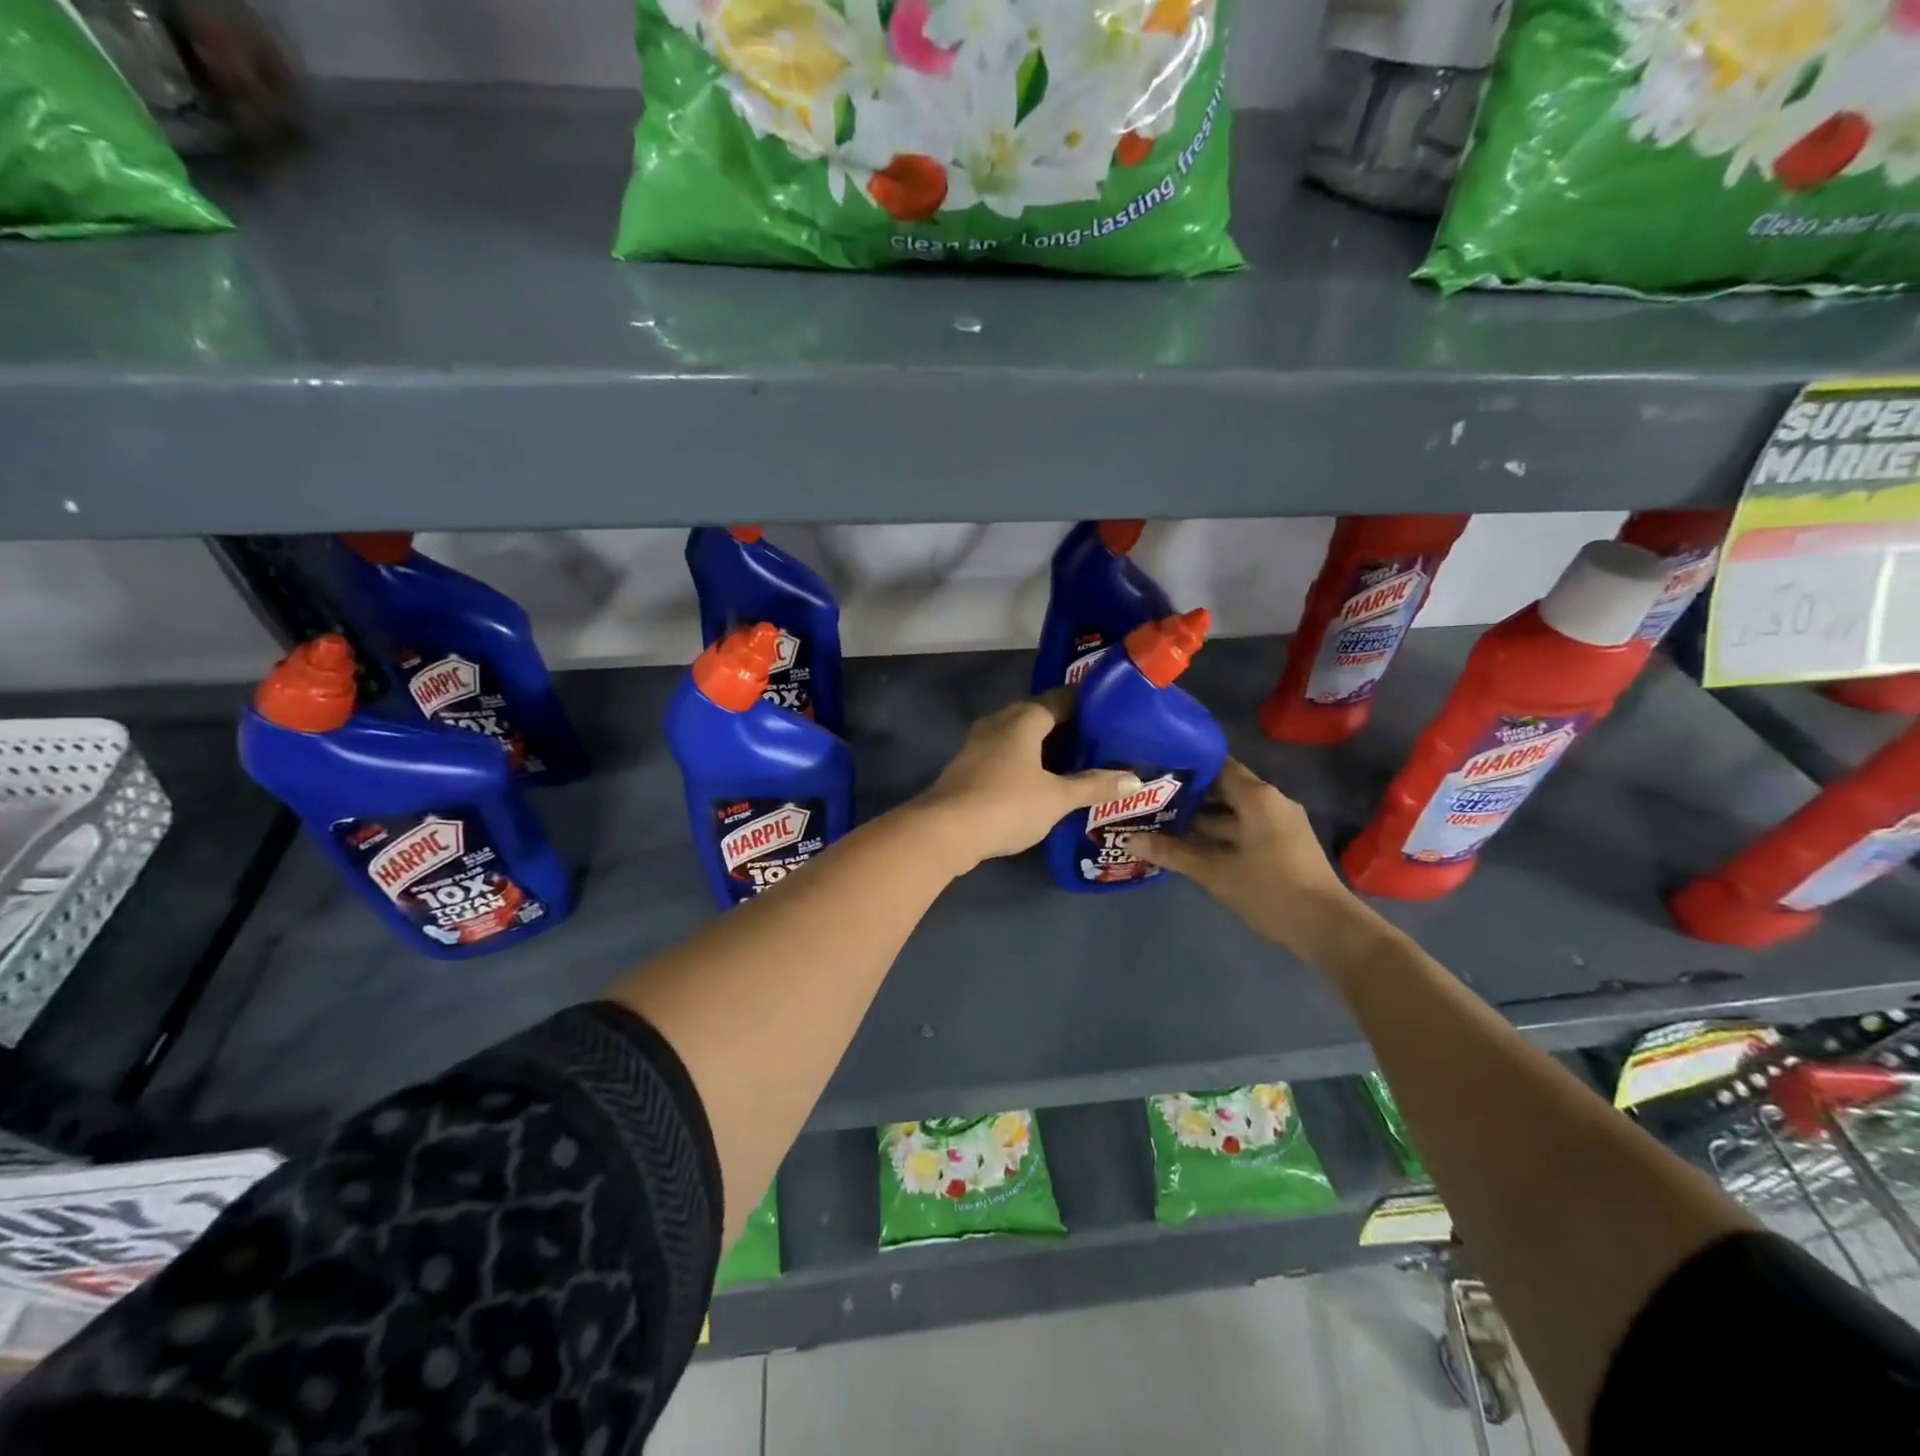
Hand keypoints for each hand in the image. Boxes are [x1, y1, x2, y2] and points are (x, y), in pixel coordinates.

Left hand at [912, 692, 1142, 872]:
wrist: (944, 831)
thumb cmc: (1006, 804)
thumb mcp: (1057, 798)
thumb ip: (1094, 786)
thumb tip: (1135, 779)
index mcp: (1023, 718)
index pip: (1062, 698)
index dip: (1088, 705)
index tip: (1114, 715)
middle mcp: (999, 721)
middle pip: (1040, 717)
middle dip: (1069, 729)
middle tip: (1101, 744)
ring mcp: (979, 744)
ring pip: (1020, 737)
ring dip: (1046, 749)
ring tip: (1078, 765)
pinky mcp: (968, 767)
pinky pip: (1006, 755)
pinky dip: (1027, 763)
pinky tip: (1042, 783)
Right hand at [1124, 759, 1375, 964]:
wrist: (1328, 928)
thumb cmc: (1271, 891)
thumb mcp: (1216, 872)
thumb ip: (1174, 853)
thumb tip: (1130, 839)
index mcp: (1258, 797)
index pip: (1217, 765)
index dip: (1186, 766)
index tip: (1155, 769)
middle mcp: (1270, 802)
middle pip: (1223, 788)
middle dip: (1188, 795)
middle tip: (1150, 798)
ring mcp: (1279, 824)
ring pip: (1233, 812)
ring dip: (1202, 818)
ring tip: (1161, 821)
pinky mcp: (1282, 844)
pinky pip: (1244, 828)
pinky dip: (1219, 833)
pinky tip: (1190, 845)